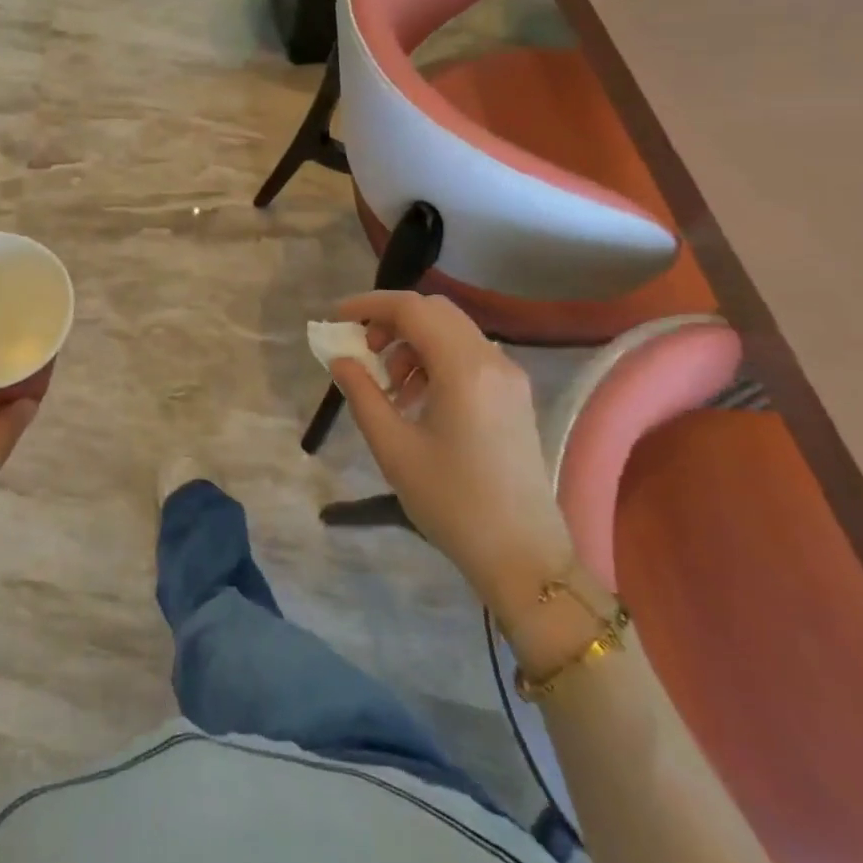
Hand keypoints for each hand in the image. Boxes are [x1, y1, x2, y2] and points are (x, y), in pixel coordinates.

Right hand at [329, 291, 574, 623]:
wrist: (525, 557)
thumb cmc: (452, 502)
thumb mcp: (393, 448)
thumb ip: (361, 393)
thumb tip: (340, 359)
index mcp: (464, 369)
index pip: (412, 309)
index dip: (369, 305)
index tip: (337, 319)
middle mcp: (493, 360)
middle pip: (434, 312)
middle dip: (391, 320)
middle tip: (363, 350)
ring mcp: (509, 377)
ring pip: (452, 331)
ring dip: (412, 341)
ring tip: (389, 385)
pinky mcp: (515, 395)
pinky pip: (468, 355)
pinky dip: (435, 359)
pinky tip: (417, 398)